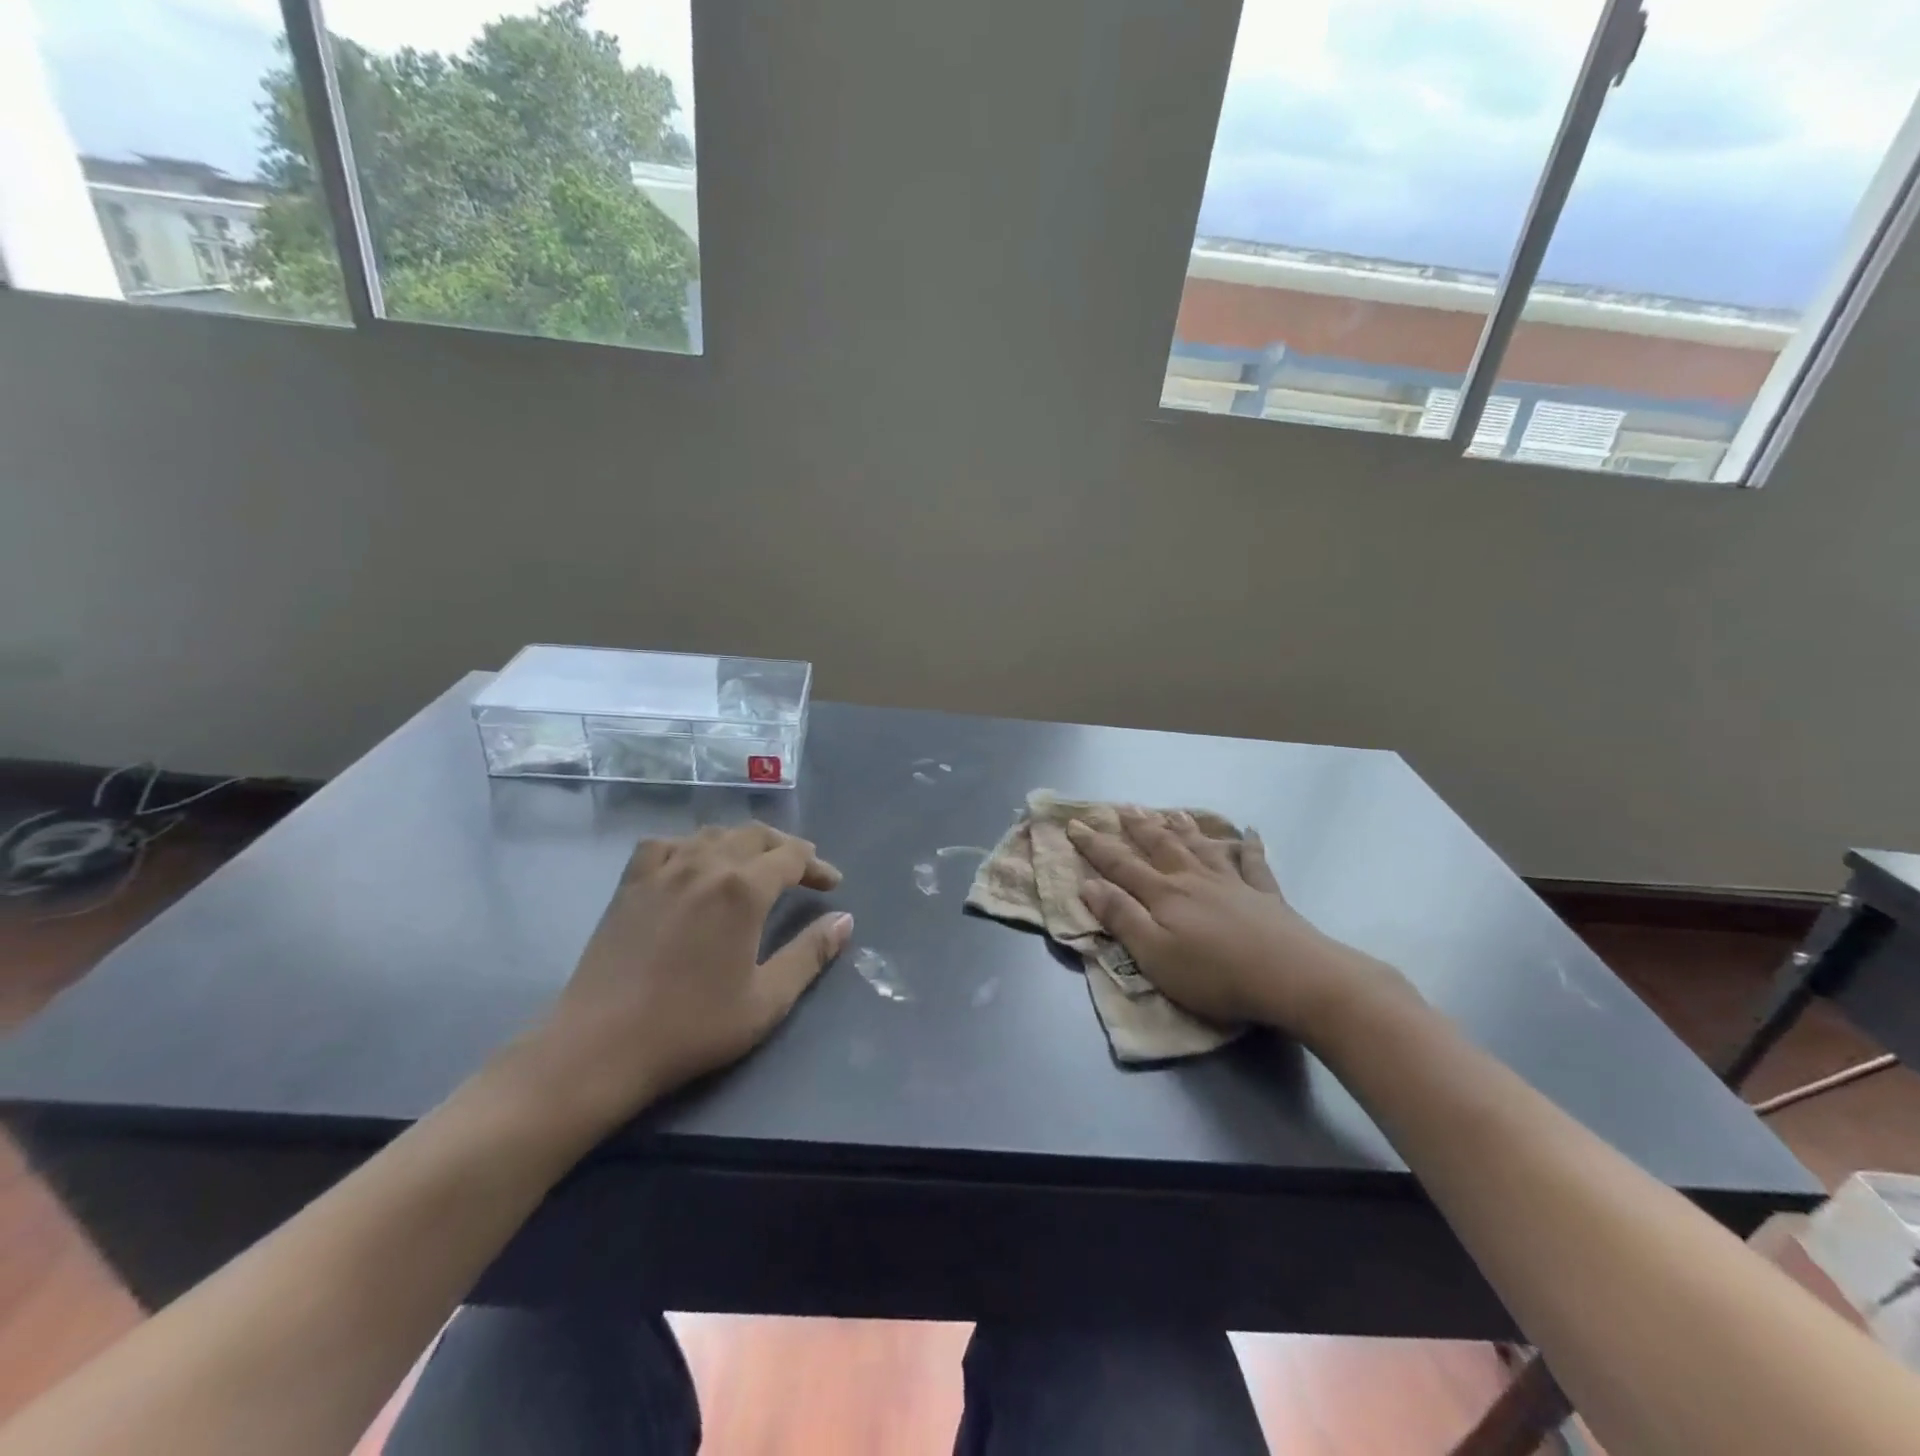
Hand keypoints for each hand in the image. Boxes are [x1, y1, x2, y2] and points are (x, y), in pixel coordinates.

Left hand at [519, 825, 851, 1135]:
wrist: (600, 1046)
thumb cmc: (693, 1026)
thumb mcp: (767, 999)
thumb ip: (810, 954)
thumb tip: (845, 920)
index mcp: (743, 889)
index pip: (791, 857)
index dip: (817, 866)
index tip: (833, 884)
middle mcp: (705, 865)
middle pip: (755, 835)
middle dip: (786, 848)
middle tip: (804, 870)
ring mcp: (662, 870)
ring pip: (713, 834)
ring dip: (743, 843)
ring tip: (755, 864)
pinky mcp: (630, 884)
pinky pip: (665, 845)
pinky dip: (689, 845)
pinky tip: (692, 863)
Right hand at [1067, 809, 1410, 1039]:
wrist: (1292, 976)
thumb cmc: (1215, 974)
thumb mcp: (1154, 954)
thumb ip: (1121, 918)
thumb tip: (1087, 884)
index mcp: (1164, 895)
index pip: (1121, 865)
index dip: (1096, 846)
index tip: (1075, 825)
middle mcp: (1194, 880)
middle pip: (1161, 847)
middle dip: (1138, 827)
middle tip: (1123, 807)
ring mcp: (1232, 883)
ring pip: (1201, 847)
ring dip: (1183, 828)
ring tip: (1170, 811)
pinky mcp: (1265, 896)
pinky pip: (1254, 863)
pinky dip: (1249, 846)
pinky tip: (1248, 833)